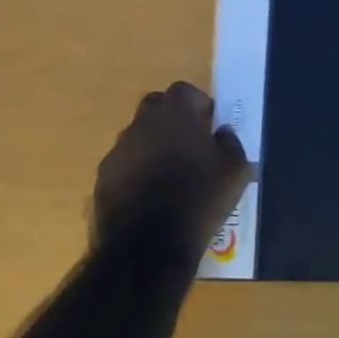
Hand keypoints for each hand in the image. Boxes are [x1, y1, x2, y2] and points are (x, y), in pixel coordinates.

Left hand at [94, 82, 251, 256]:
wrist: (148, 246)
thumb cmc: (199, 200)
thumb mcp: (235, 172)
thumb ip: (231, 143)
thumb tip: (222, 132)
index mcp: (177, 114)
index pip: (185, 91)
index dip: (198, 105)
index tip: (208, 126)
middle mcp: (143, 122)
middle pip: (156, 106)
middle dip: (171, 119)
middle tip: (188, 145)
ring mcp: (119, 149)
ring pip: (138, 135)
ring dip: (153, 145)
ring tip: (168, 175)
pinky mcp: (103, 176)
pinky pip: (124, 163)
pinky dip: (135, 171)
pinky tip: (148, 196)